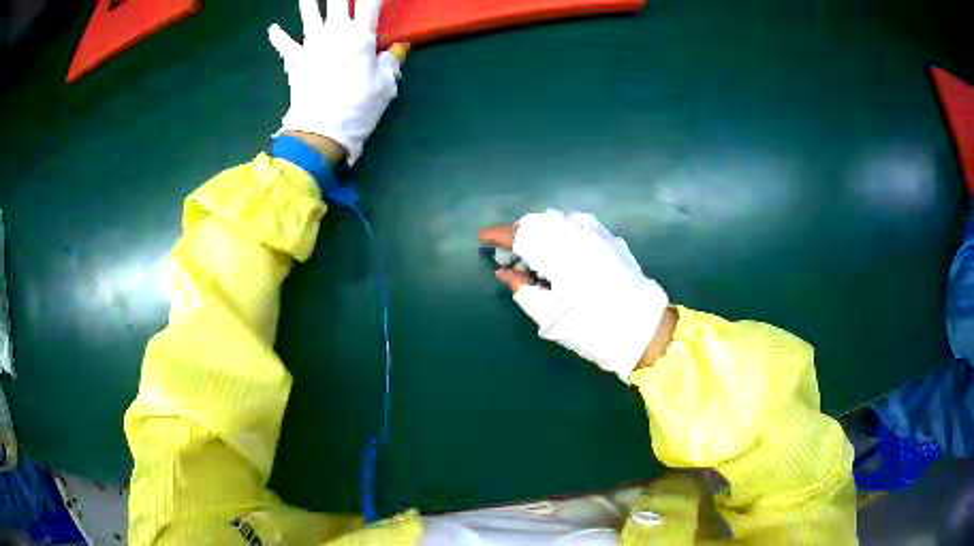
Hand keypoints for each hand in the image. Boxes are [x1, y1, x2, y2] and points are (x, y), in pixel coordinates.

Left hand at [269, 0, 406, 163]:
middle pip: (338, 2)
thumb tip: (397, 49)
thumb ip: (390, 62)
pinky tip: (272, 29)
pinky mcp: (296, 62)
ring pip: (309, 15)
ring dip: (308, 2)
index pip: (371, 4)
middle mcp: (335, 34)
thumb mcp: (385, 86)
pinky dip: (278, 37)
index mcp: (361, 37)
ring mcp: (312, 46)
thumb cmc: (358, 108)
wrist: (321, 132)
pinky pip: (285, 46)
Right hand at [479, 210, 672, 382]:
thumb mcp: (550, 317)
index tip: (483, 238)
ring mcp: (598, 234)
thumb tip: (504, 271)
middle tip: (508, 253)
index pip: (522, 235)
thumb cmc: (593, 329)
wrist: (643, 330)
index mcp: (563, 255)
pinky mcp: (610, 239)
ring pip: (558, 220)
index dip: (499, 235)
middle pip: (540, 222)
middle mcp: (580, 235)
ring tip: (531, 252)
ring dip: (539, 231)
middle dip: (519, 233)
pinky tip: (557, 247)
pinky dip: (560, 230)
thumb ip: (522, 290)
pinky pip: (577, 223)